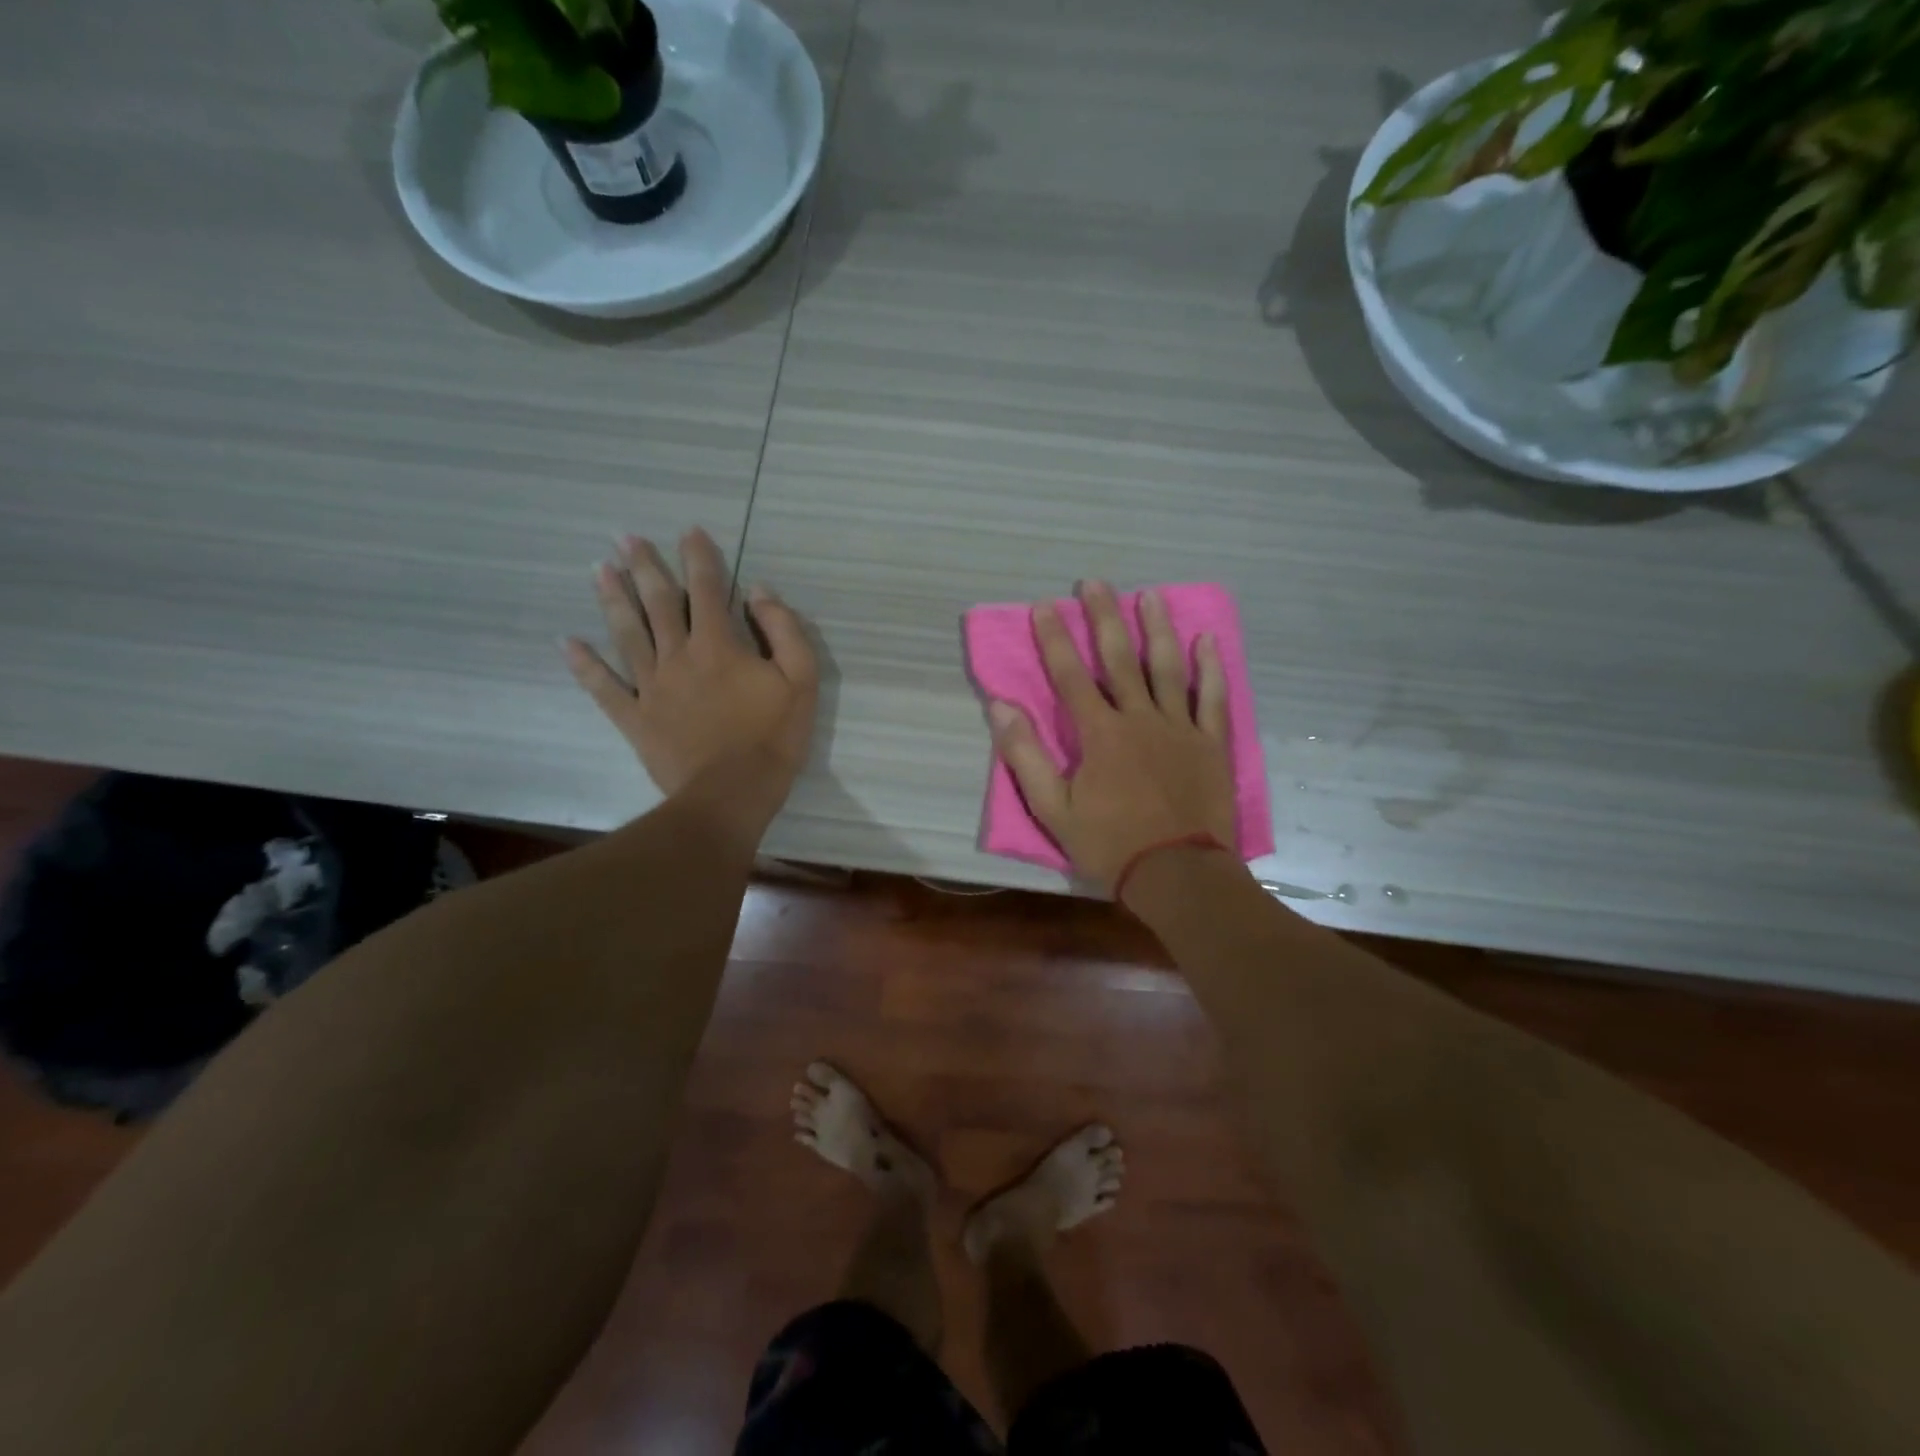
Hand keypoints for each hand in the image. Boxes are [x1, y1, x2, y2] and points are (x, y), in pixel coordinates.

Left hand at [564, 529, 817, 841]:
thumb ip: (784, 630)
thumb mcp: (801, 680)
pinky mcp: (635, 717)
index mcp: (719, 645)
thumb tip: (760, 591)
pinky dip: (585, 665)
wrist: (731, 794)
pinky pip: (604, 688)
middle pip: (658, 602)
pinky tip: (568, 643)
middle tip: (624, 537)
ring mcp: (651, 686)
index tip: (689, 531)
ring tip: (599, 569)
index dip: (700, 557)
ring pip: (627, 633)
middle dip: (643, 566)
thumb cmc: (773, 737)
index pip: (708, 589)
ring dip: (612, 599)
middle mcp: (678, 655)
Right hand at [988, 582, 1237, 900]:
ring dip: (1158, 629)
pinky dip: (1211, 668)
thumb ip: (1025, 756)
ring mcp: (1180, 728)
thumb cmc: (1110, 844)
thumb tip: (1000, 707)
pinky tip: (1206, 641)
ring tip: (1150, 596)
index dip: (1055, 639)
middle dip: (1104, 618)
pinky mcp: (1211, 744)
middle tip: (1095, 582)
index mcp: (1100, 734)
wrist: (1178, 875)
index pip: (1071, 676)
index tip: (1045, 606)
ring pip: (1168, 668)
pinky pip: (1213, 698)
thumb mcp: (1053, 809)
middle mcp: (1140, 719)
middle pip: (1119, 659)